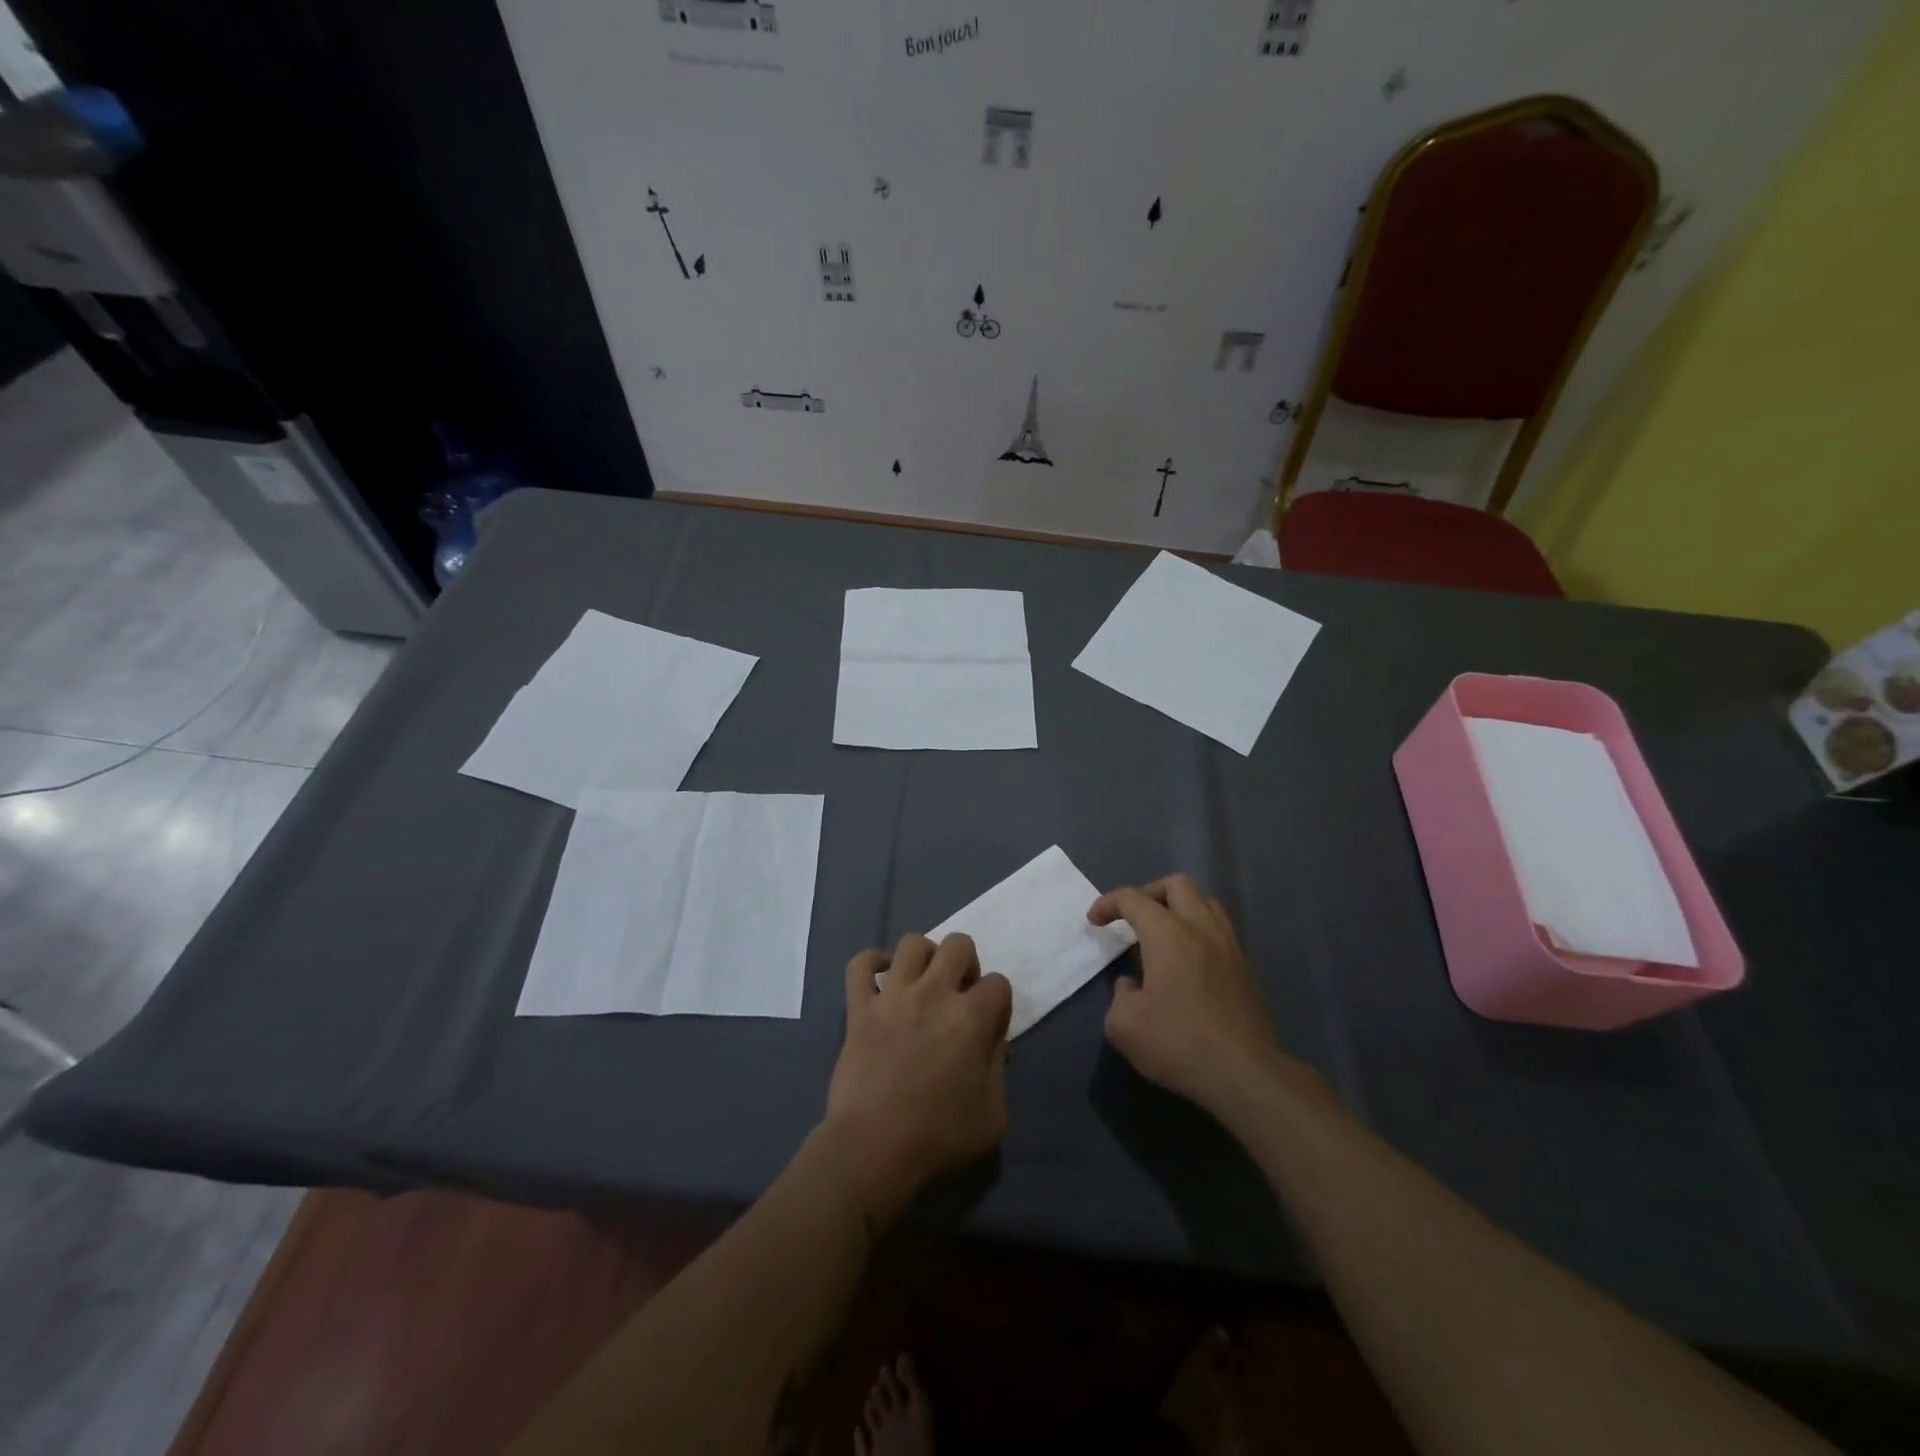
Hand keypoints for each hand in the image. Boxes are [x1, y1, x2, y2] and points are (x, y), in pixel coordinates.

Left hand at [823, 934, 1012, 1211]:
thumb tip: (994, 1044)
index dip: (998, 1003)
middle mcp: (934, 994)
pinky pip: (860, 965)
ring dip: (925, 957)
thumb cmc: (938, 1137)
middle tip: (959, 994)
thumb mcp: (992, 1116)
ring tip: (924, 981)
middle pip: (958, 944)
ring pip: (912, 943)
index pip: (998, 983)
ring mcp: (893, 997)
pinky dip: (871, 963)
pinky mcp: (860, 1008)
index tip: (989, 1026)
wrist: (873, 1148)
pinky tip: (882, 977)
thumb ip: (998, 1071)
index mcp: (971, 1018)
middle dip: (966, 964)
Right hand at [1089, 875, 1288, 1113]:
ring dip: (1180, 908)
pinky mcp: (1246, 969)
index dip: (1108, 903)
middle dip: (1149, 893)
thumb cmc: (1178, 1043)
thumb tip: (1134, 985)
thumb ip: (1120, 994)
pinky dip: (1199, 931)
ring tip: (1163, 933)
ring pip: (1205, 903)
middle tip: (1133, 918)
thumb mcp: (1124, 1024)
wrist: (1244, 1074)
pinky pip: (1220, 930)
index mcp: (1167, 933)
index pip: (1133, 898)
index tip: (1095, 921)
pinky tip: (1188, 961)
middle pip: (1177, 885)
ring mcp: (1228, 946)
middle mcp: (1200, 928)